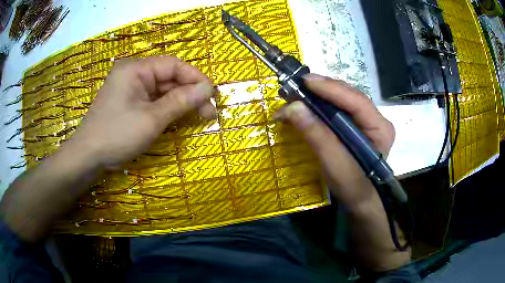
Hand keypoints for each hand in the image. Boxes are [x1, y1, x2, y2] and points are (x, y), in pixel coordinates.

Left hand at [69, 56, 215, 168]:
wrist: (87, 157)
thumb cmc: (116, 135)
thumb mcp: (151, 119)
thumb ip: (180, 101)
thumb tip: (208, 89)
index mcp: (136, 69)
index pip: (173, 65)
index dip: (196, 78)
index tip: (212, 95)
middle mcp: (133, 73)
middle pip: (169, 78)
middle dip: (190, 94)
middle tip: (209, 113)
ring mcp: (130, 89)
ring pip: (162, 91)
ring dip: (181, 103)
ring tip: (200, 117)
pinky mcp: (129, 102)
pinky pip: (153, 101)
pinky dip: (168, 109)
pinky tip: (179, 118)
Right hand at [276, 74, 394, 208]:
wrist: (359, 201)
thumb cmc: (352, 187)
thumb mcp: (335, 164)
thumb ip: (317, 136)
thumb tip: (292, 107)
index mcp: (380, 128)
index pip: (357, 101)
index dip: (331, 89)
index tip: (306, 82)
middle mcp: (375, 120)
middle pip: (348, 97)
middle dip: (321, 91)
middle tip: (295, 87)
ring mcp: (366, 122)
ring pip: (341, 101)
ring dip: (317, 98)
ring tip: (296, 96)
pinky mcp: (355, 126)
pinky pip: (337, 110)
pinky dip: (319, 108)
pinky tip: (305, 107)